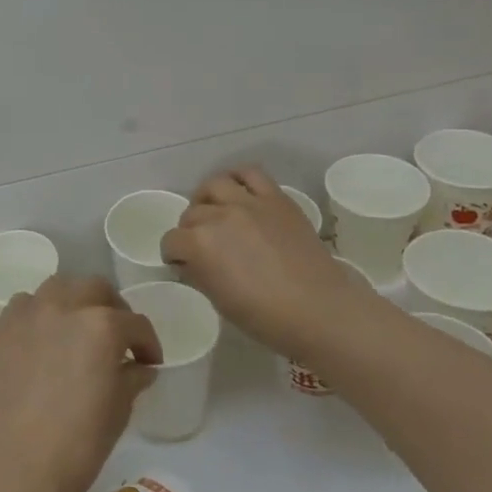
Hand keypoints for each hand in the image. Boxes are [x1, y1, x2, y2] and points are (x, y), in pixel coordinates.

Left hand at [0, 275, 162, 491]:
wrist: (18, 466)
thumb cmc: (79, 443)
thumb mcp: (118, 410)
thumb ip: (132, 378)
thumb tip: (140, 367)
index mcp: (102, 325)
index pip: (135, 324)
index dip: (148, 343)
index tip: (149, 362)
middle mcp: (65, 306)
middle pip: (96, 289)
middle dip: (113, 309)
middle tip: (117, 336)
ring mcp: (29, 314)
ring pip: (58, 288)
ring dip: (74, 301)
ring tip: (77, 327)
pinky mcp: (1, 330)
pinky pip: (24, 306)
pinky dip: (38, 313)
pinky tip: (42, 337)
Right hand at [162, 166, 373, 362]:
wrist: (319, 310)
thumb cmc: (265, 317)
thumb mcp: (219, 302)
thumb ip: (199, 275)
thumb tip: (189, 263)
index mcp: (199, 244)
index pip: (171, 241)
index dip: (174, 255)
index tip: (183, 264)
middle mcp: (219, 216)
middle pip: (191, 214)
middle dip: (189, 230)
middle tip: (202, 245)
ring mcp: (249, 203)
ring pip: (214, 185)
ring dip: (207, 199)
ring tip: (215, 212)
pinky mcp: (276, 198)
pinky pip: (250, 174)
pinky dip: (238, 179)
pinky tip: (238, 192)